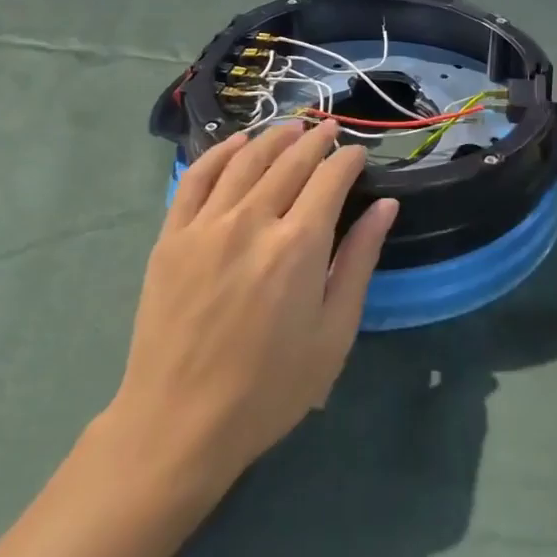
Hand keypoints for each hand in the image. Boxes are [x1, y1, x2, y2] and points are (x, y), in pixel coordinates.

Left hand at [106, 120, 398, 494]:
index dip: (349, 159)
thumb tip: (385, 206)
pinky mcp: (172, 236)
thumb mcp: (333, 334)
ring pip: (246, 159)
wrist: (178, 426)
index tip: (358, 156)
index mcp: (298, 246)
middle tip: (330, 130)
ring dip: (274, 137)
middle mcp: (253, 220)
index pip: (331, 177)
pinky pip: (197, 177)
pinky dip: (220, 152)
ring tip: (292, 130)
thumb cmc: (268, 389)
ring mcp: (207, 225)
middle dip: (316, 139)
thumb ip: (360, 261)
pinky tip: (237, 144)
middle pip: (291, 160)